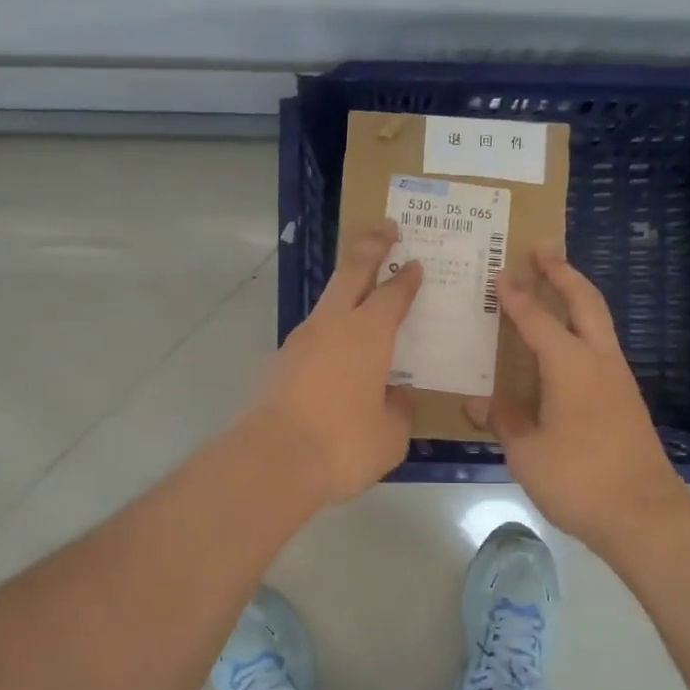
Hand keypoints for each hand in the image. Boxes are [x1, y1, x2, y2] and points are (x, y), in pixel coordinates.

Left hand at [254, 221, 421, 504]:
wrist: (273, 461)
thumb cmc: (343, 444)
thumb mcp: (391, 434)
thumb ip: (398, 409)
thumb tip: (394, 396)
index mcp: (368, 334)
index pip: (393, 294)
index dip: (406, 278)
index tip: (415, 263)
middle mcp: (332, 326)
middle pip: (352, 271)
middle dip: (371, 245)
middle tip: (386, 228)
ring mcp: (300, 341)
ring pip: (327, 302)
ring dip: (345, 290)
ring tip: (362, 296)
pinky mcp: (279, 363)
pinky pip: (312, 336)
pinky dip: (329, 333)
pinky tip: (337, 355)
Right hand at [473, 247, 689, 549]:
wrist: (643, 514)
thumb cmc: (578, 480)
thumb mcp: (527, 453)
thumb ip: (504, 421)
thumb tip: (479, 403)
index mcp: (570, 366)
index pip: (537, 320)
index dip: (517, 297)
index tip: (501, 273)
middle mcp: (599, 361)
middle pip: (585, 302)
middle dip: (563, 273)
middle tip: (542, 250)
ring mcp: (619, 379)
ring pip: (599, 322)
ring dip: (578, 298)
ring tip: (555, 287)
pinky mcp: (626, 399)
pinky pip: (601, 348)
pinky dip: (583, 330)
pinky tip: (567, 348)